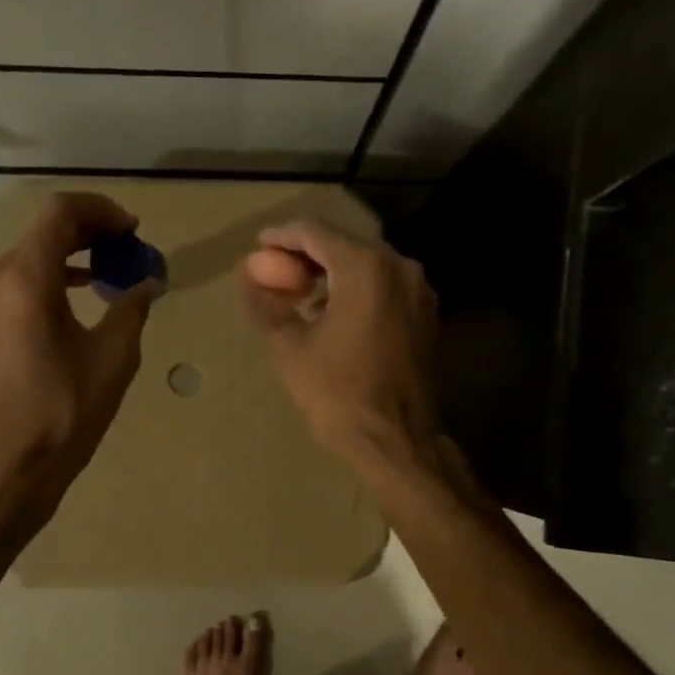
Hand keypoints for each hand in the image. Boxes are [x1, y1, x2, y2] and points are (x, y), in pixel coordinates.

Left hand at [0, 192, 158, 515]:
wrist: (4, 467)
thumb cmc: (63, 412)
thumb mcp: (113, 358)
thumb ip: (132, 308)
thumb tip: (147, 282)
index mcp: (25, 280)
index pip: (61, 213)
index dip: (102, 210)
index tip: (132, 230)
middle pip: (42, 232)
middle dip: (90, 232)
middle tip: (128, 249)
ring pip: (27, 257)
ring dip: (69, 256)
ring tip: (108, 273)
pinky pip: (14, 284)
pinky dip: (48, 279)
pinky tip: (76, 299)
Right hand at [240, 219, 439, 475]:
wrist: (397, 441)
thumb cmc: (338, 394)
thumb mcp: (290, 347)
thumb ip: (267, 303)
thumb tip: (249, 275)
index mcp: (366, 268)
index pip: (316, 233)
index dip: (282, 236)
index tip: (258, 247)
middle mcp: (399, 267)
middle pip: (344, 244)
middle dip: (306, 254)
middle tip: (275, 271)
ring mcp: (418, 291)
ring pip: (366, 264)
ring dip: (331, 272)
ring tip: (299, 293)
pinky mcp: (425, 314)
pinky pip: (383, 286)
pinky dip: (355, 289)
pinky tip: (332, 312)